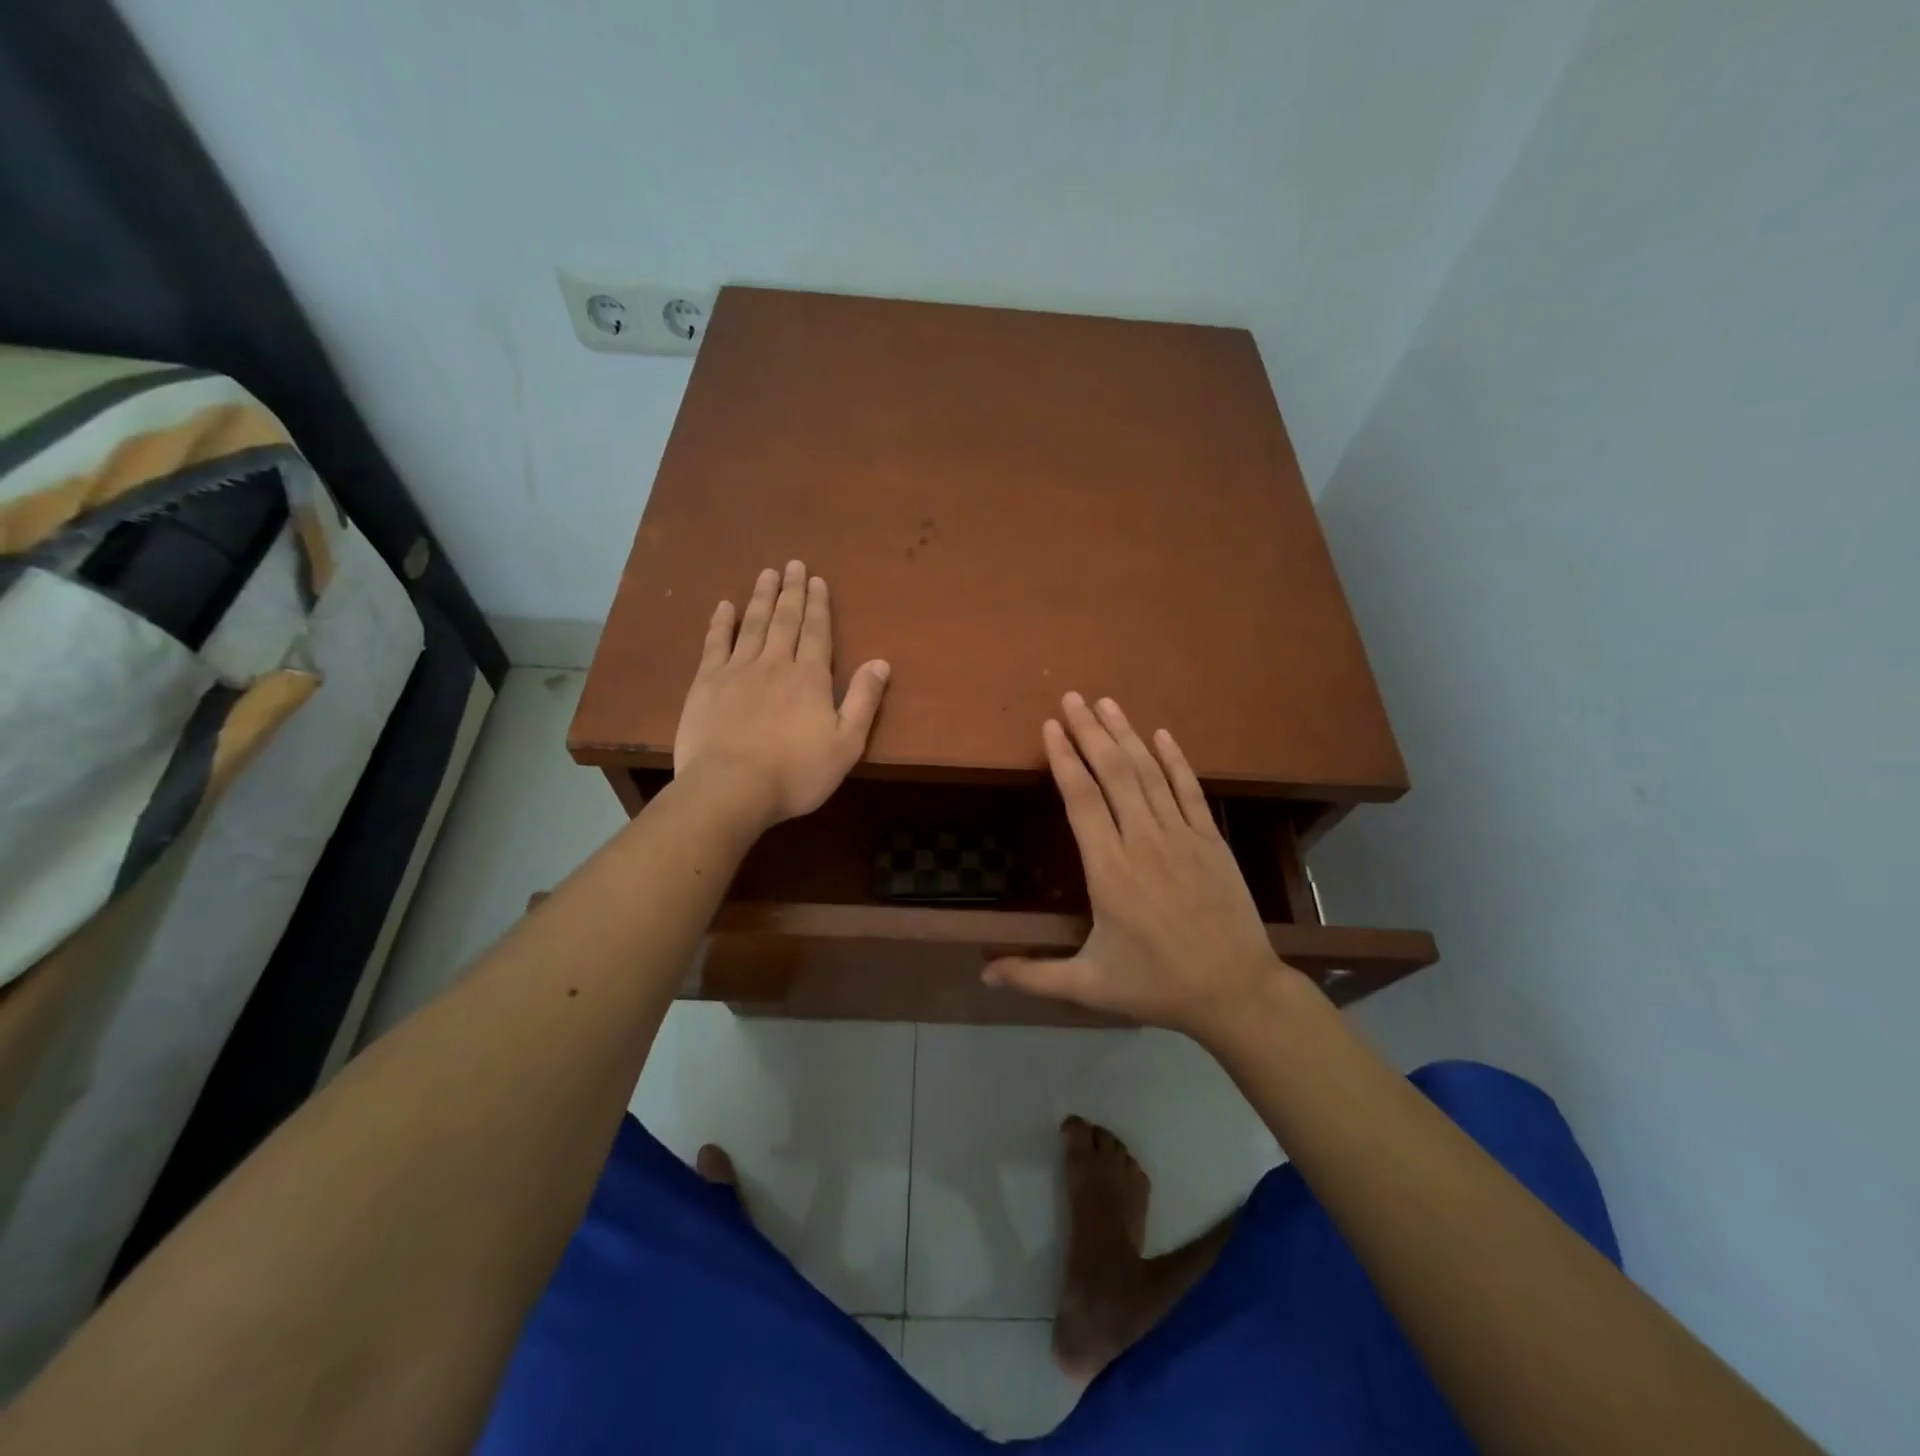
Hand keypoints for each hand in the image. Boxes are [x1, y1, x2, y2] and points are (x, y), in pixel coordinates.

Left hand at [673, 561, 889, 827]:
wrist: (730, 788)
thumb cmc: (795, 773)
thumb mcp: (846, 744)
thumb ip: (864, 701)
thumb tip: (880, 662)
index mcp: (810, 678)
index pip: (817, 632)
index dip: (819, 606)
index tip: (817, 580)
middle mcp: (775, 664)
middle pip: (785, 620)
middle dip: (792, 591)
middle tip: (794, 564)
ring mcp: (737, 671)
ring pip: (753, 624)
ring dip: (761, 598)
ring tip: (767, 573)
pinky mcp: (706, 684)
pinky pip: (715, 644)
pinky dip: (721, 623)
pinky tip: (725, 607)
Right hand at [984, 693, 1299, 1042]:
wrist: (1236, 991)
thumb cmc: (1157, 985)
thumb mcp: (1089, 986)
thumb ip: (1033, 975)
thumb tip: (982, 974)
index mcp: (1109, 871)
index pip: (1081, 800)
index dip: (1064, 759)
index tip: (1050, 727)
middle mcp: (1143, 842)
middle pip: (1114, 774)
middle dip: (1090, 732)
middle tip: (1071, 698)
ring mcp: (1182, 836)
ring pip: (1149, 773)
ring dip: (1126, 735)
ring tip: (1106, 703)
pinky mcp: (1211, 839)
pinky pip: (1189, 790)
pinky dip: (1175, 759)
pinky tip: (1161, 734)